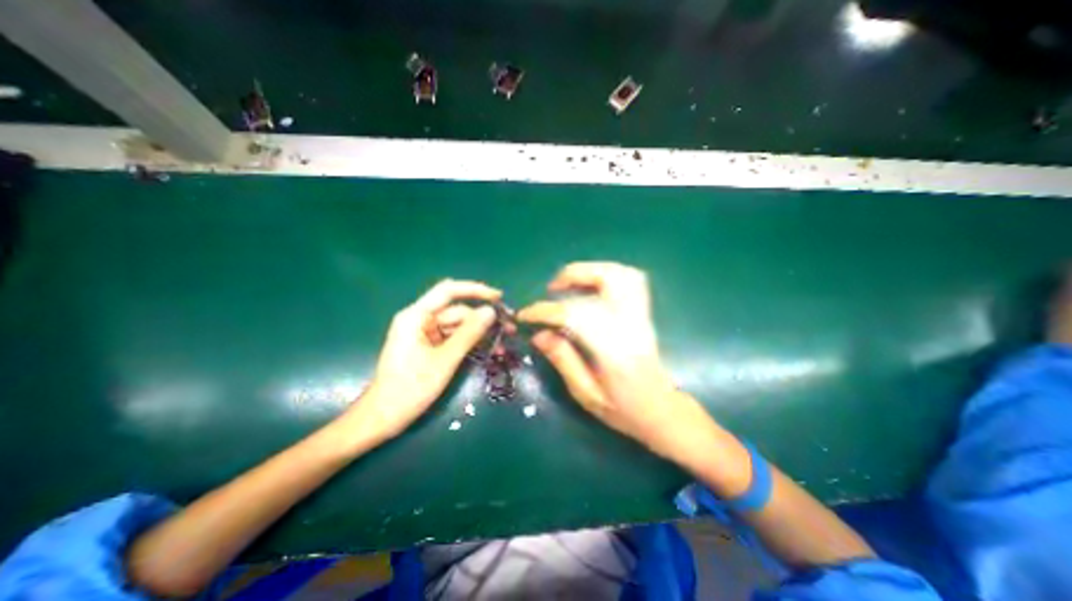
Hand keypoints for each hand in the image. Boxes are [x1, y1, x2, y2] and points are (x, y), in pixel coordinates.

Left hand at [351, 280, 504, 442]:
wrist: (384, 418)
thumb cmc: (411, 388)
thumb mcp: (445, 359)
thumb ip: (469, 333)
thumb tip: (491, 311)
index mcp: (416, 316)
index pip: (448, 291)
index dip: (475, 290)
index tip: (499, 297)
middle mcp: (421, 320)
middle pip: (457, 311)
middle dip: (483, 319)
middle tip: (509, 328)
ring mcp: (425, 334)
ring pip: (459, 326)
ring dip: (480, 333)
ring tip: (502, 343)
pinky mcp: (430, 347)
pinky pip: (454, 338)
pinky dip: (470, 344)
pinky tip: (489, 350)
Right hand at [516, 261, 713, 462]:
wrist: (662, 410)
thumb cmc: (624, 410)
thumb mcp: (586, 394)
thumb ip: (563, 360)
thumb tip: (538, 334)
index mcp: (615, 350)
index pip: (576, 315)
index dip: (546, 311)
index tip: (525, 315)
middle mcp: (631, 325)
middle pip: (608, 279)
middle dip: (574, 276)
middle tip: (552, 289)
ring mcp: (641, 315)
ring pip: (621, 274)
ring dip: (590, 270)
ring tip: (569, 284)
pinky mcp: (643, 312)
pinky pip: (629, 280)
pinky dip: (606, 274)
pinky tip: (590, 286)